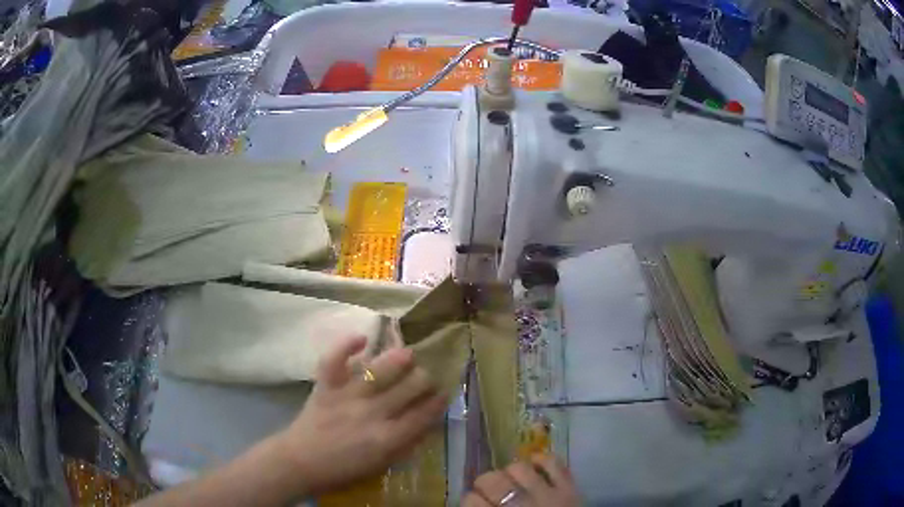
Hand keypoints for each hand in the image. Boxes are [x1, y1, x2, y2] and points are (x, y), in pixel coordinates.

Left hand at [276, 336, 447, 495]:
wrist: (300, 462)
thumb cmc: (342, 469)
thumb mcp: (380, 464)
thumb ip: (404, 444)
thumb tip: (424, 424)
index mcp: (388, 438)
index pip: (423, 415)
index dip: (438, 401)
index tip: (445, 392)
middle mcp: (372, 414)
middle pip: (409, 389)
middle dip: (425, 379)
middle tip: (429, 374)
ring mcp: (347, 396)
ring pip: (380, 371)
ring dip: (398, 359)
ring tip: (409, 353)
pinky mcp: (326, 386)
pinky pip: (335, 360)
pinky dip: (346, 345)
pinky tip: (362, 338)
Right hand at [463, 455, 579, 506]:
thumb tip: (473, 505)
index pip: (470, 500)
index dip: (470, 500)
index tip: (474, 503)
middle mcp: (519, 506)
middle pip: (491, 480)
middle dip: (485, 482)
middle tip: (489, 490)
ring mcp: (547, 495)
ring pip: (520, 468)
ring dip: (510, 472)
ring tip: (511, 480)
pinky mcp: (570, 489)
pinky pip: (554, 463)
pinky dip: (542, 459)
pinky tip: (534, 465)